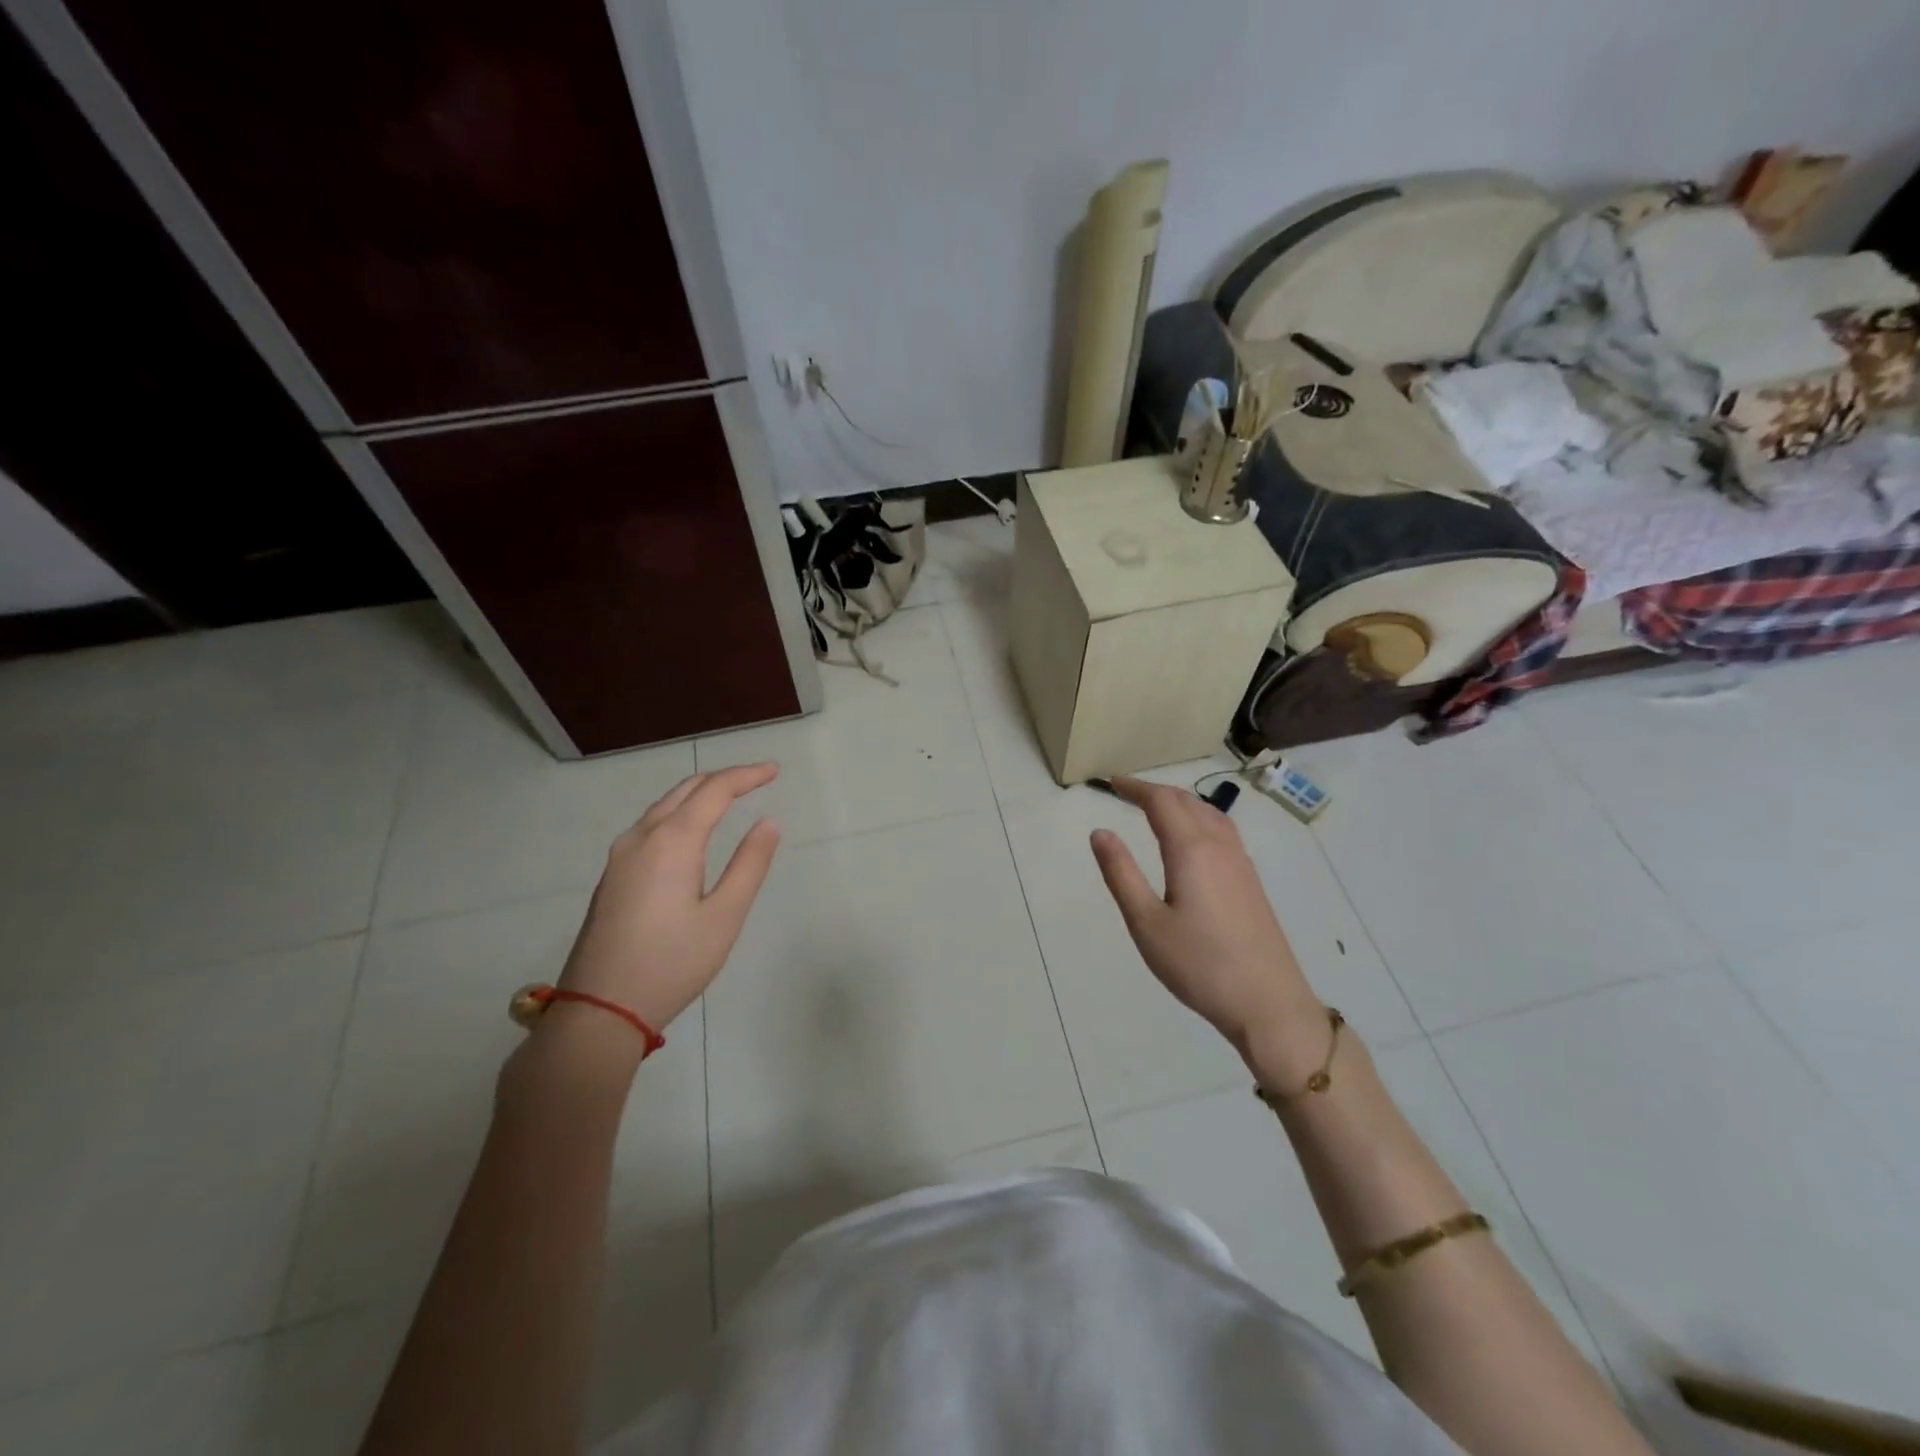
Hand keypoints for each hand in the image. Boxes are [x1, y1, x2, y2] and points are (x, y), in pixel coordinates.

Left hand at [557, 763, 781, 1033]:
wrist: (599, 1010)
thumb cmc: (671, 963)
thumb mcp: (724, 916)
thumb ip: (749, 865)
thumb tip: (768, 823)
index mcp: (672, 841)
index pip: (714, 790)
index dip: (746, 775)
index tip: (774, 771)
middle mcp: (641, 837)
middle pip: (685, 790)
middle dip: (723, 778)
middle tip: (757, 778)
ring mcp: (620, 856)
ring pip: (663, 806)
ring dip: (698, 793)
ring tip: (729, 796)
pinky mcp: (612, 876)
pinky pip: (650, 825)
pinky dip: (679, 812)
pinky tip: (690, 829)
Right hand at [1089, 776, 1319, 1061]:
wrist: (1268, 1004)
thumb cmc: (1199, 965)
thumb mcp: (1146, 923)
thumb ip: (1121, 873)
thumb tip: (1100, 832)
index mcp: (1191, 850)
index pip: (1161, 801)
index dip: (1135, 788)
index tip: (1111, 783)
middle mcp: (1219, 846)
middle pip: (1187, 801)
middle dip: (1155, 792)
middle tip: (1126, 793)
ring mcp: (1240, 863)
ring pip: (1210, 813)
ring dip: (1180, 802)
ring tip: (1157, 809)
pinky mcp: (1251, 881)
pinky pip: (1223, 831)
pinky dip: (1199, 818)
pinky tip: (1193, 839)